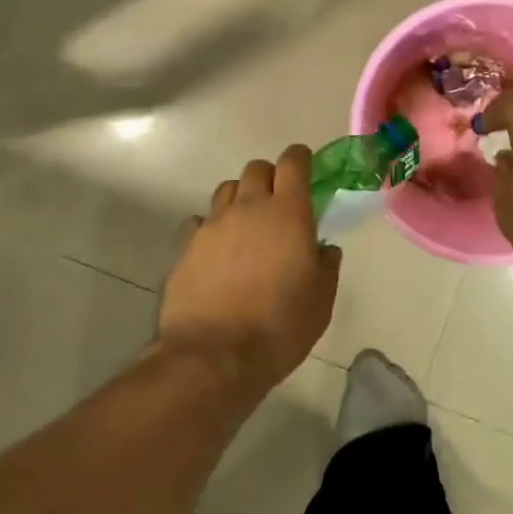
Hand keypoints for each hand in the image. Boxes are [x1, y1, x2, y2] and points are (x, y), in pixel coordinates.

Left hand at [158, 146, 341, 402]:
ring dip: (240, 199)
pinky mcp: (186, 245)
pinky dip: (212, 227)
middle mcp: (249, 207)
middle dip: (270, 177)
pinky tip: (217, 251)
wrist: (214, 355)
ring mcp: (213, 224)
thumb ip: (326, 266)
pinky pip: (201, 221)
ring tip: (246, 226)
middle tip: (278, 203)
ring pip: (227, 190)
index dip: (300, 158)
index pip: (293, 162)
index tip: (305, 166)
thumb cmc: (279, 327)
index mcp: (288, 213)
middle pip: (256, 168)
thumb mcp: (321, 301)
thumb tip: (324, 249)